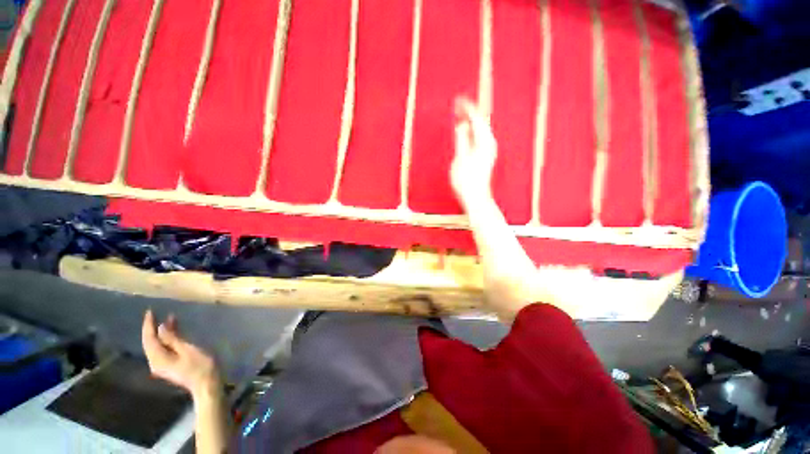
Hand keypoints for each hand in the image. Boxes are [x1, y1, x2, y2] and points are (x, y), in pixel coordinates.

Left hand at [142, 310, 220, 398]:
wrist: (207, 384)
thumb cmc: (200, 366)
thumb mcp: (187, 349)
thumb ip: (172, 339)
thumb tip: (160, 327)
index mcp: (158, 359)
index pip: (149, 339)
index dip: (149, 325)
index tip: (150, 312)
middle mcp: (156, 363)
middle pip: (151, 343)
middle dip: (154, 328)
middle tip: (157, 313)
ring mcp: (163, 366)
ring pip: (158, 346)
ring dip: (162, 333)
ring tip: (170, 319)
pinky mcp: (170, 366)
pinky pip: (164, 350)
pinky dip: (167, 340)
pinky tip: (175, 333)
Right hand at [451, 98, 497, 209]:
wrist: (475, 197)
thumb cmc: (466, 181)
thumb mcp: (461, 159)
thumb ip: (462, 140)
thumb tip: (462, 124)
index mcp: (484, 142)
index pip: (477, 119)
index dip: (467, 108)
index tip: (459, 100)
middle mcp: (489, 144)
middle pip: (480, 122)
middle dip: (469, 113)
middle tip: (458, 104)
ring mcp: (488, 150)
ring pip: (480, 129)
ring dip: (470, 121)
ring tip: (460, 114)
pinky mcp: (485, 156)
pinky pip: (479, 137)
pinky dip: (472, 131)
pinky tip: (466, 131)